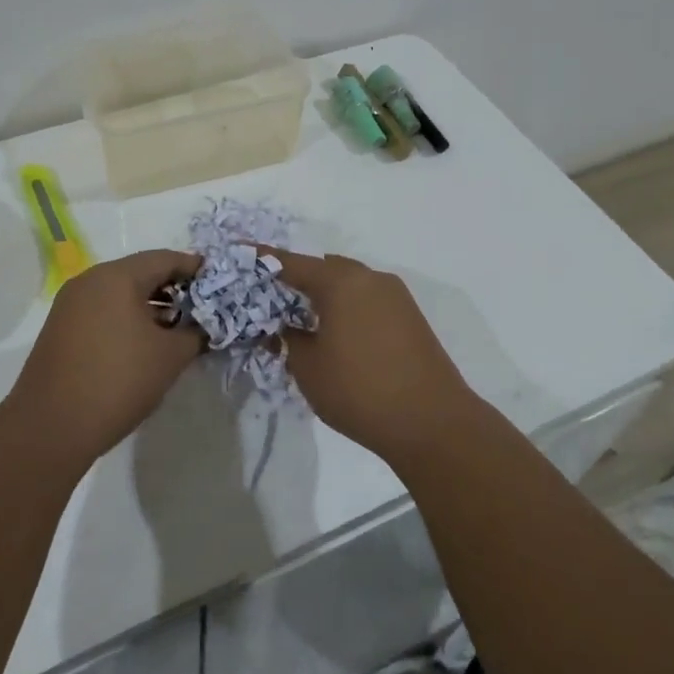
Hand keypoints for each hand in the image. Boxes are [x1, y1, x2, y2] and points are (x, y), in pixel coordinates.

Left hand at [7, 249, 204, 465]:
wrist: (51, 427)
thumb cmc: (118, 381)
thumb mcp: (170, 357)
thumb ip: (196, 333)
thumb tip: (205, 326)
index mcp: (117, 277)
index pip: (165, 259)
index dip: (195, 269)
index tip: (219, 283)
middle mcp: (90, 280)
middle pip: (141, 272)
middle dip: (174, 288)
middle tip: (201, 308)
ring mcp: (70, 303)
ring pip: (120, 292)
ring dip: (150, 305)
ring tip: (177, 328)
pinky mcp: (60, 327)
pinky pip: (103, 309)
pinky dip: (127, 317)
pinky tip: (144, 342)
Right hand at [264, 250, 476, 459]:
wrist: (431, 422)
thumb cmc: (359, 390)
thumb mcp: (308, 367)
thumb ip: (288, 339)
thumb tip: (284, 326)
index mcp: (341, 282)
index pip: (292, 263)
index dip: (264, 260)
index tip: (242, 252)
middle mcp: (370, 278)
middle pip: (324, 268)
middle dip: (297, 279)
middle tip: (271, 298)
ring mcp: (395, 296)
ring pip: (349, 283)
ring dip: (325, 295)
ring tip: (302, 319)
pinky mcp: (410, 317)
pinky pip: (368, 300)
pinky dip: (347, 307)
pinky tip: (336, 333)